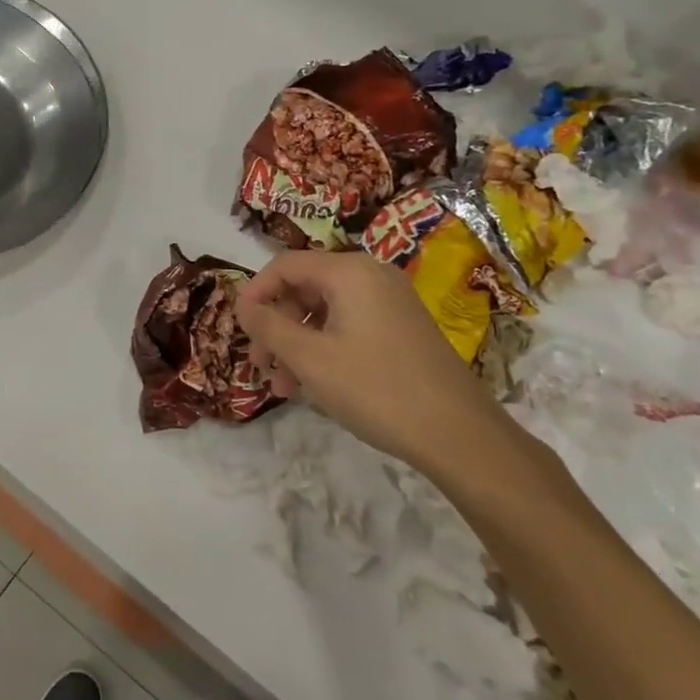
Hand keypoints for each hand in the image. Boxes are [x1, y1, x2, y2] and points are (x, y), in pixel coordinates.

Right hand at [235, 250, 516, 473]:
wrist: (458, 433)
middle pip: (304, 288)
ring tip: (285, 388)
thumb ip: (268, 326)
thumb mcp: (310, 358)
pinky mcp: (401, 327)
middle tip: (262, 368)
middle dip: (276, 326)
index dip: (255, 294)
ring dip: (297, 344)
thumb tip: (242, 306)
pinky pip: (348, 325)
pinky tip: (315, 385)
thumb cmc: (376, 389)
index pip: (284, 266)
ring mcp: (390, 301)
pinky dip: (324, 349)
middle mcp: (371, 275)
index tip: (240, 330)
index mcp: (349, 272)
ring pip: (324, 311)